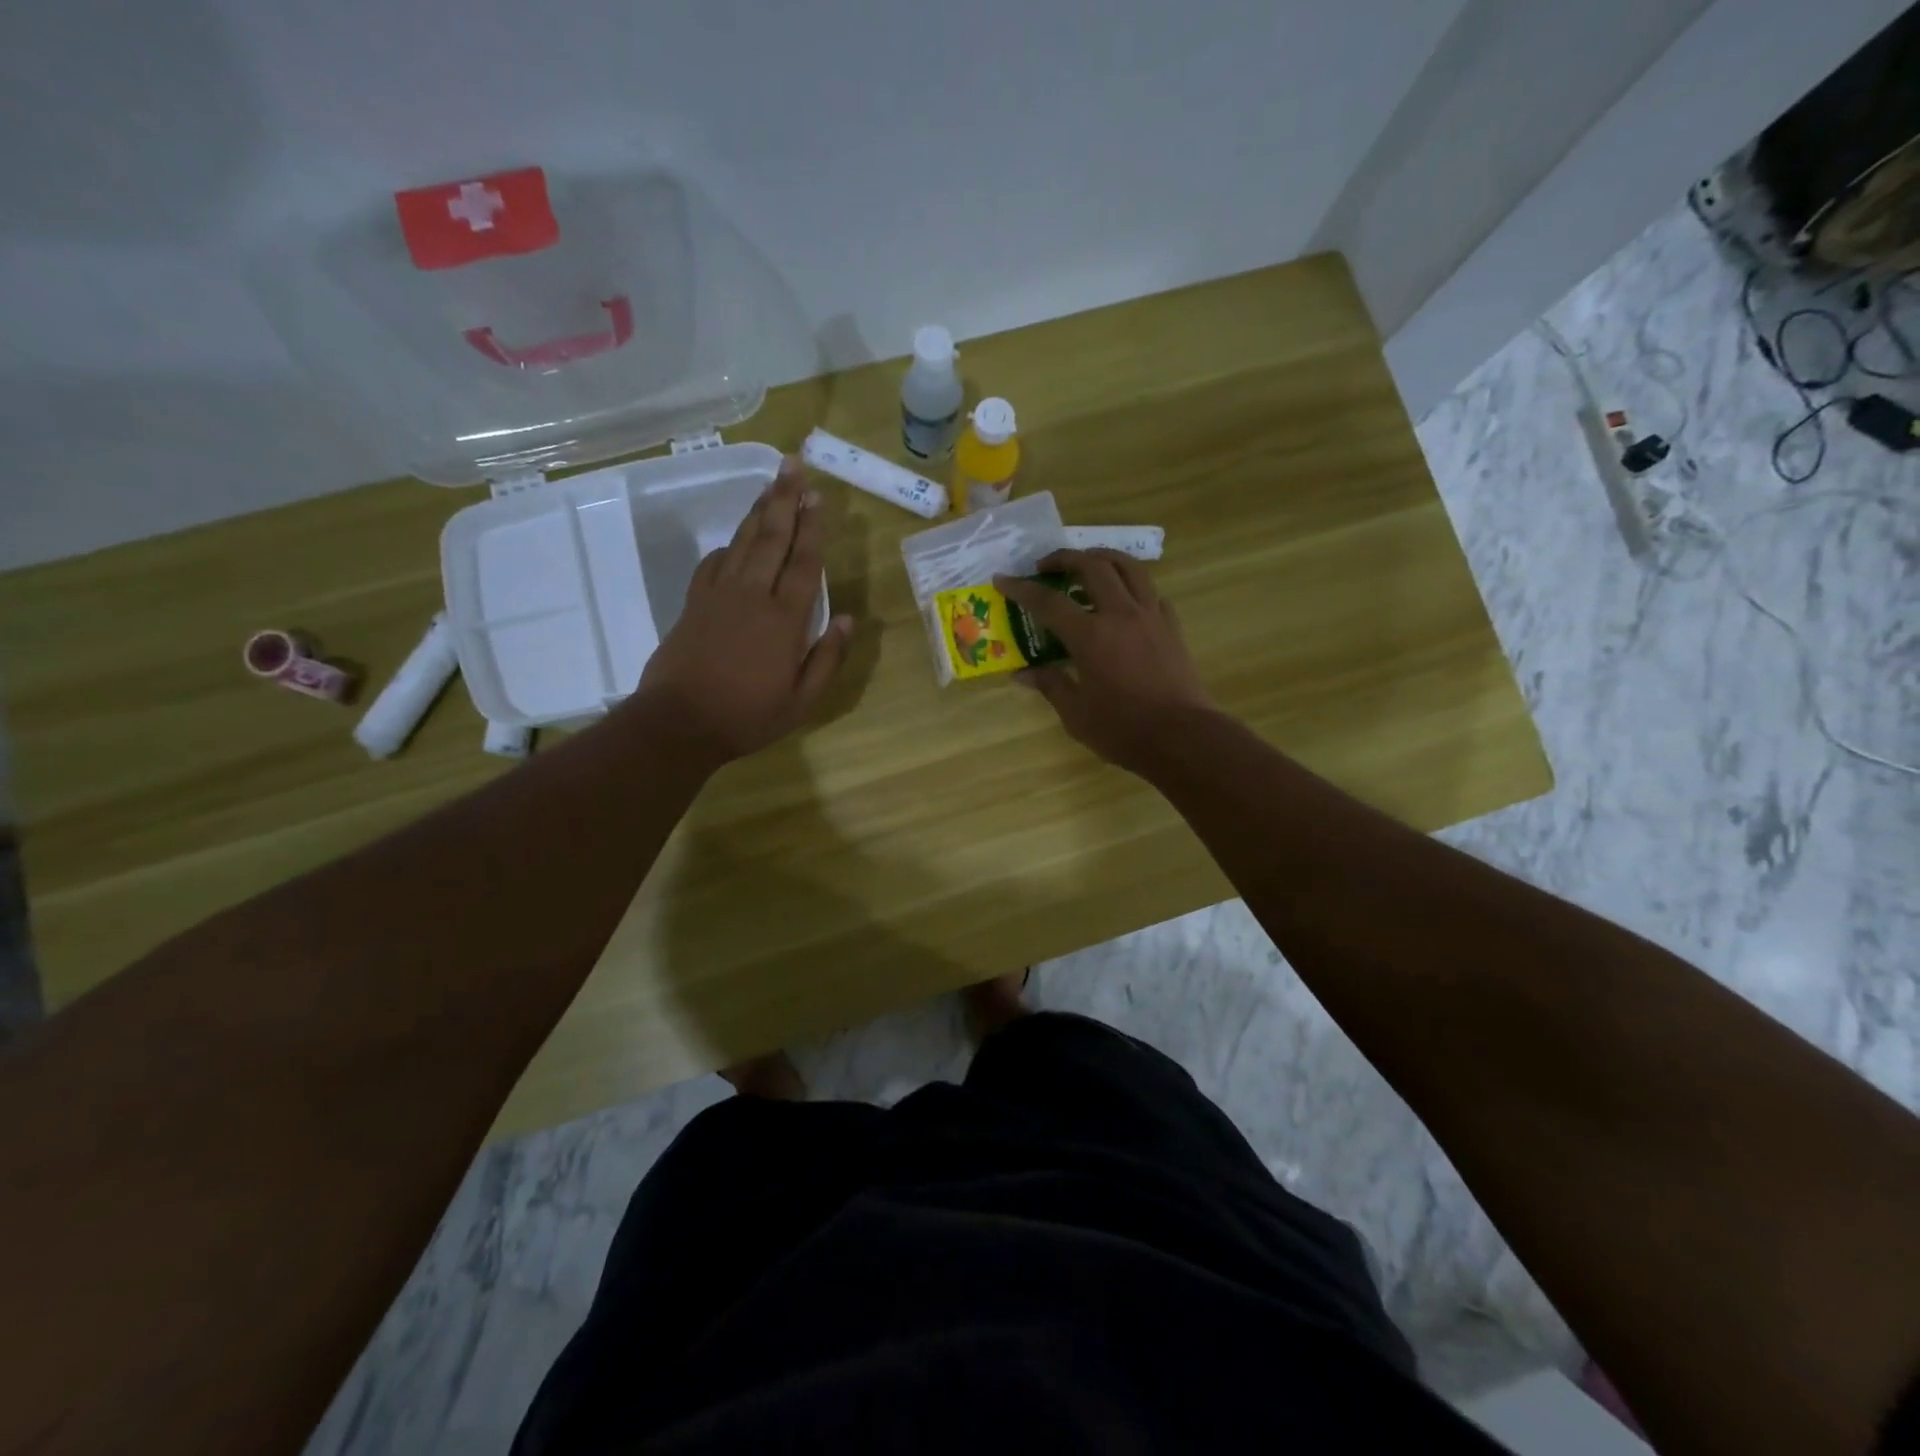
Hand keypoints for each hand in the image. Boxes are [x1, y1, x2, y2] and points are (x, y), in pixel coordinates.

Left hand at [629, 458, 851, 764]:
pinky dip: (729, 546)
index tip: (818, 496)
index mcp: (784, 619)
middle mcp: (752, 596)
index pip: (804, 563)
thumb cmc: (747, 716)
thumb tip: (847, 620)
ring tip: (771, 485)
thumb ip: (827, 659)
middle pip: (771, 538)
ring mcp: (718, 596)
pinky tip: (736, 539)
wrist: (679, 723)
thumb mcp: (802, 701)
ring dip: (759, 512)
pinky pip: (713, 563)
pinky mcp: (693, 603)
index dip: (813, 528)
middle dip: (785, 500)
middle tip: (793, 465)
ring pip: (742, 542)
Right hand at [995, 550, 1217, 774]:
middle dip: (1065, 558)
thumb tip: (1022, 673)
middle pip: (1092, 567)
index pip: (1049, 602)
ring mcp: (1151, 616)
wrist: (1183, 737)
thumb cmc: (1123, 729)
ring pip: (1129, 568)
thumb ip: (1050, 685)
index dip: (1022, 589)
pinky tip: (1124, 599)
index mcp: (1091, 636)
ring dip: (1103, 557)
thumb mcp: (1076, 714)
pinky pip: (1150, 592)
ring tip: (1087, 562)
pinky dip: (1132, 585)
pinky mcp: (1172, 626)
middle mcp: (1121, 614)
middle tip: (1045, 565)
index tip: (1003, 579)